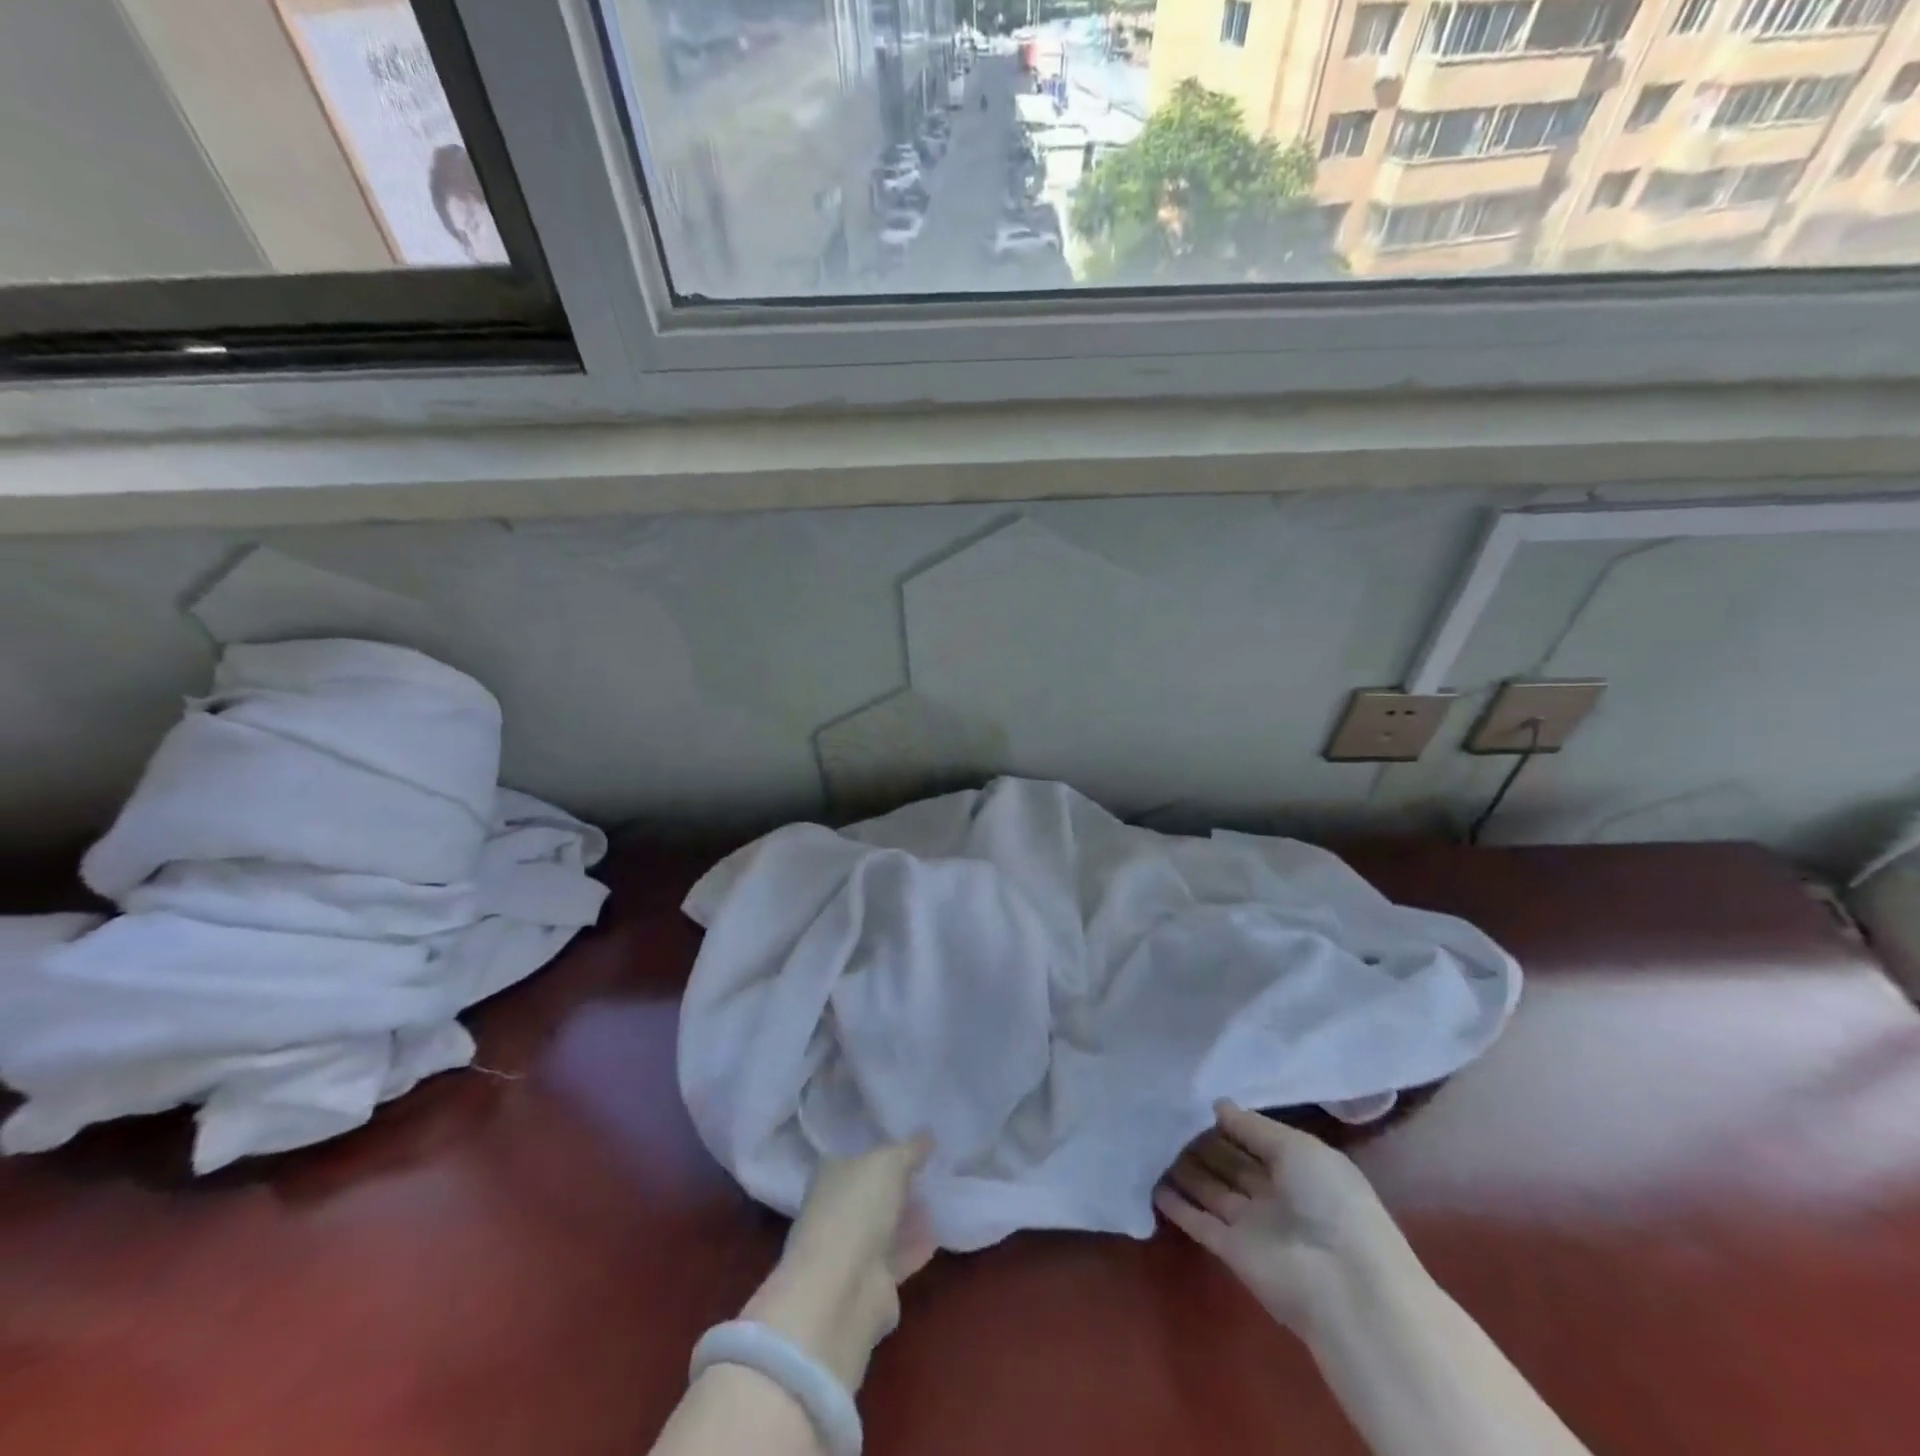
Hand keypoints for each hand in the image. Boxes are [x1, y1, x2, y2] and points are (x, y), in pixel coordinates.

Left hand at [744, 1136, 934, 1389]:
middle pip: (873, 1192)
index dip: (883, 1149)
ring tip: (941, 1198)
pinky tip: (939, 1232)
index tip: (913, 1143)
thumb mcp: (890, 1162)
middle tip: (932, 1170)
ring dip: (909, 1215)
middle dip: (899, 1184)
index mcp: (831, 1174)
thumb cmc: (858, 1208)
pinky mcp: (871, 1282)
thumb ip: (911, 1148)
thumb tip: (927, 1136)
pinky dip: (916, 1244)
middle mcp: (837, 1209)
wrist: (843, 1290)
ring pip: (886, 1225)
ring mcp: (851, 1248)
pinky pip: (899, 1255)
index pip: (858, 1155)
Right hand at [1156, 1101, 1413, 1334]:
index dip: (1228, 1121)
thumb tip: (1217, 1105)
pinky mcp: (1232, 1252)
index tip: (1192, 1099)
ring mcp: (1252, 1224)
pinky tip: (1151, 1183)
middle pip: (1231, 1163)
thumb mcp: (1296, 1147)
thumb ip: (1252, 1126)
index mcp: (1300, 1167)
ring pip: (1211, 1189)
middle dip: (1201, 1141)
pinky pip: (1199, 1221)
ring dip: (1185, 1170)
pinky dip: (1177, 1205)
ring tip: (1150, 1142)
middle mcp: (1275, 1193)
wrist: (1344, 1285)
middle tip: (1164, 1116)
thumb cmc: (1330, 1201)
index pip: (1255, 1138)